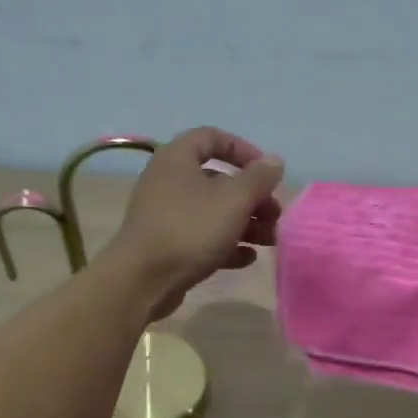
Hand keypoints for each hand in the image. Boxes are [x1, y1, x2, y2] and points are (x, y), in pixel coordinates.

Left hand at [107, 127, 284, 320]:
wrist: (142, 280)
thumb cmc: (190, 229)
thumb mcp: (234, 200)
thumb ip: (258, 178)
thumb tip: (274, 161)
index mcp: (177, 158)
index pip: (212, 137)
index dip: (243, 150)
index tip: (267, 171)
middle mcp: (168, 181)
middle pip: (218, 180)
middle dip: (251, 197)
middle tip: (274, 215)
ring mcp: (165, 215)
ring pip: (212, 211)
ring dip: (245, 223)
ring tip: (270, 240)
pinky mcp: (166, 245)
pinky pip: (201, 237)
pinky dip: (226, 244)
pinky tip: (247, 258)